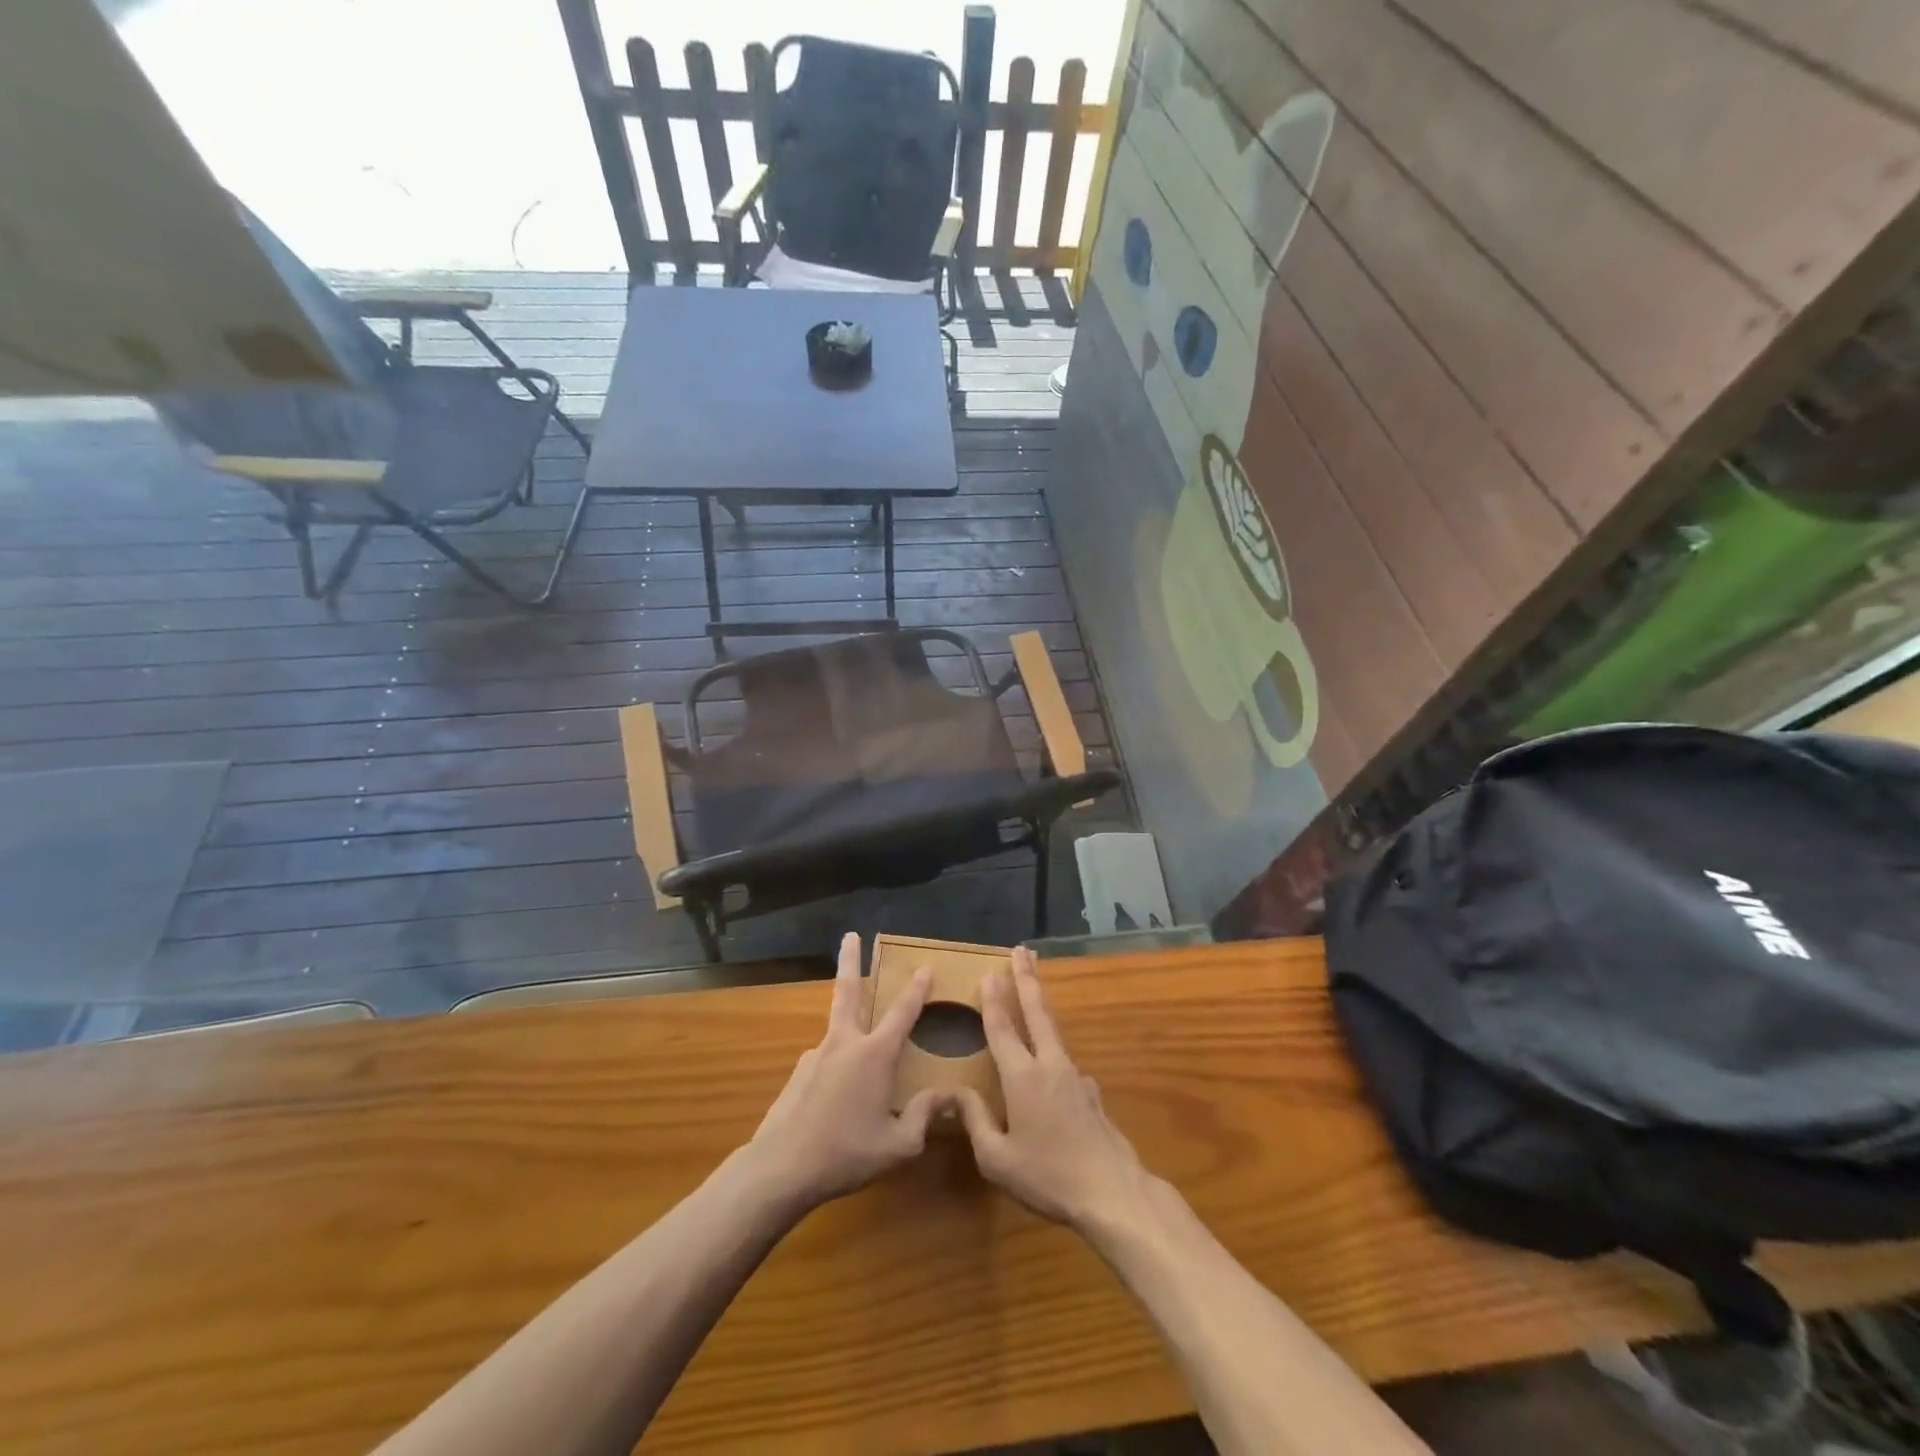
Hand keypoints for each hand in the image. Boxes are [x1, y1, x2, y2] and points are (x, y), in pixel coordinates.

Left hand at [743, 933, 946, 1213]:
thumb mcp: (898, 1145)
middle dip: (851, 959)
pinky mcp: (798, 1073)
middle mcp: (844, 1044)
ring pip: (837, 1029)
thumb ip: (924, 1116)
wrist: (780, 1168)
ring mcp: (816, 1056)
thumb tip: (948, 1095)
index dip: (917, 989)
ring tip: (861, 1059)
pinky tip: (836, 1100)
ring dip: (848, 1023)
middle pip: (849, 991)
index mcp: (874, 1055)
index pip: (902, 1013)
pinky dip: (836, 1068)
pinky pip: (825, 1062)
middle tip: (850, 934)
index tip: (925, 966)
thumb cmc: (846, 1153)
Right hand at [954, 946, 1153, 1233]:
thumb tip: (955, 1093)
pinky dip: (1053, 1053)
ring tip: (1033, 992)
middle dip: (1028, 978)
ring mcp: (1075, 1076)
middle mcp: (1050, 1065)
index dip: (993, 1000)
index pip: (1002, 1029)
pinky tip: (1051, 1070)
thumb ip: (975, 1121)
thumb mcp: (997, 1159)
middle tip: (1023, 950)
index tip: (988, 973)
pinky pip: (1065, 1064)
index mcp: (1023, 1077)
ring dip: (1041, 1006)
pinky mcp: (1091, 1093)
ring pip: (1054, 1032)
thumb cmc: (1048, 1176)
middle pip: (1037, 1011)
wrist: (1113, 1193)